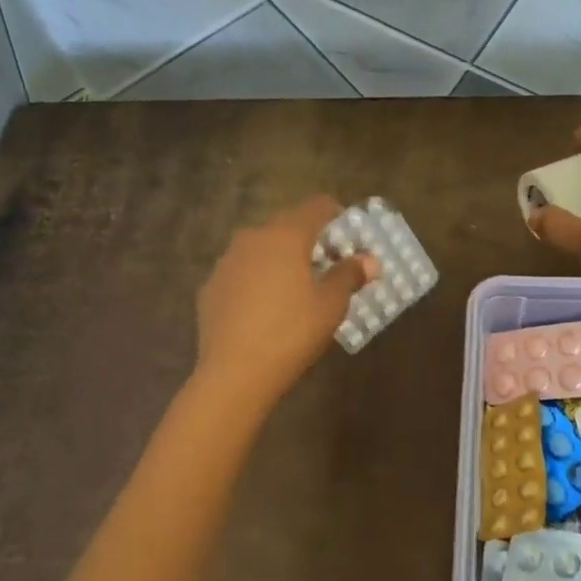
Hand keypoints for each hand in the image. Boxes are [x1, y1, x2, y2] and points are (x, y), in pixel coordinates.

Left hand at [194, 195, 374, 407]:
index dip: (337, 215)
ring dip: (280, 259)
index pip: (317, 206)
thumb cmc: (292, 332)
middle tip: (328, 265)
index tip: (349, 236)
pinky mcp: (210, 287)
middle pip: (287, 225)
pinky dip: (257, 280)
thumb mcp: (331, 305)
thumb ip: (350, 275)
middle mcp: (253, 238)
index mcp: (286, 235)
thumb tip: (370, 260)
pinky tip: (265, 309)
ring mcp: (226, 261)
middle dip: (309, 239)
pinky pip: (241, 272)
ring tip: (296, 288)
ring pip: (261, 248)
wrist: (234, 374)